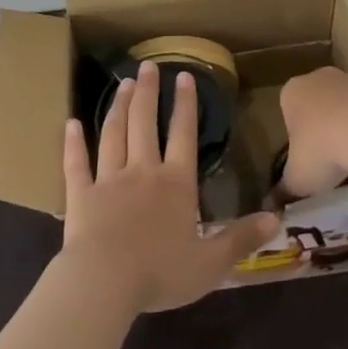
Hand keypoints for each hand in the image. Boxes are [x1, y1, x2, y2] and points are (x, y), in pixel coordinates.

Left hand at [60, 62, 279, 313]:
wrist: (104, 282)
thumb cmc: (160, 273)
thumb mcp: (211, 263)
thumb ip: (241, 238)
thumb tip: (277, 218)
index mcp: (175, 184)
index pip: (183, 135)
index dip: (185, 105)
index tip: (184, 76)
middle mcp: (142, 171)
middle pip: (145, 123)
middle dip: (147, 92)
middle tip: (147, 66)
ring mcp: (108, 180)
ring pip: (114, 134)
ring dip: (118, 107)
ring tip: (122, 84)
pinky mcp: (81, 195)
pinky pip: (76, 164)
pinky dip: (73, 143)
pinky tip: (70, 124)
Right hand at [278, 66, 347, 198]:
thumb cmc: (320, 151)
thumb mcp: (296, 180)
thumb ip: (283, 191)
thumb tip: (272, 207)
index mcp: (291, 92)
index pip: (287, 112)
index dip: (296, 138)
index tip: (306, 160)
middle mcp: (317, 77)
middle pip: (316, 105)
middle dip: (321, 128)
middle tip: (329, 160)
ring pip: (343, 106)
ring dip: (347, 126)